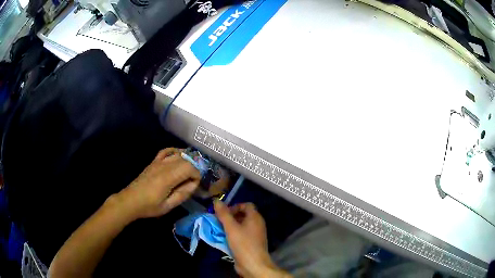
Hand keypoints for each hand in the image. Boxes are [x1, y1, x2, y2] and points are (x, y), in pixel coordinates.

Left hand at [115, 148, 200, 219]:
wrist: (130, 200)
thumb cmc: (149, 206)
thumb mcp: (168, 206)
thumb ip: (182, 194)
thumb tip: (193, 184)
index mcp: (168, 177)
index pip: (190, 168)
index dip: (197, 175)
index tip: (195, 186)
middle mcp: (164, 165)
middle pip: (186, 159)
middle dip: (194, 168)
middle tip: (193, 181)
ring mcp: (158, 162)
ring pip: (178, 154)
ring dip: (187, 160)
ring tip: (189, 171)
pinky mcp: (153, 162)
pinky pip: (166, 151)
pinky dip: (174, 151)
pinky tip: (179, 155)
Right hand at [214, 200, 289, 277]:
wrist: (253, 264)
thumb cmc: (243, 244)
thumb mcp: (231, 227)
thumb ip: (223, 214)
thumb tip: (216, 200)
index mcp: (255, 217)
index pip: (246, 205)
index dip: (234, 206)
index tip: (224, 213)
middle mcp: (257, 224)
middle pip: (243, 215)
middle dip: (230, 217)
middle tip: (219, 221)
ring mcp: (255, 234)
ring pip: (241, 226)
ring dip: (230, 226)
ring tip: (219, 229)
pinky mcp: (251, 243)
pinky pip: (242, 234)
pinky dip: (233, 234)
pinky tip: (225, 239)